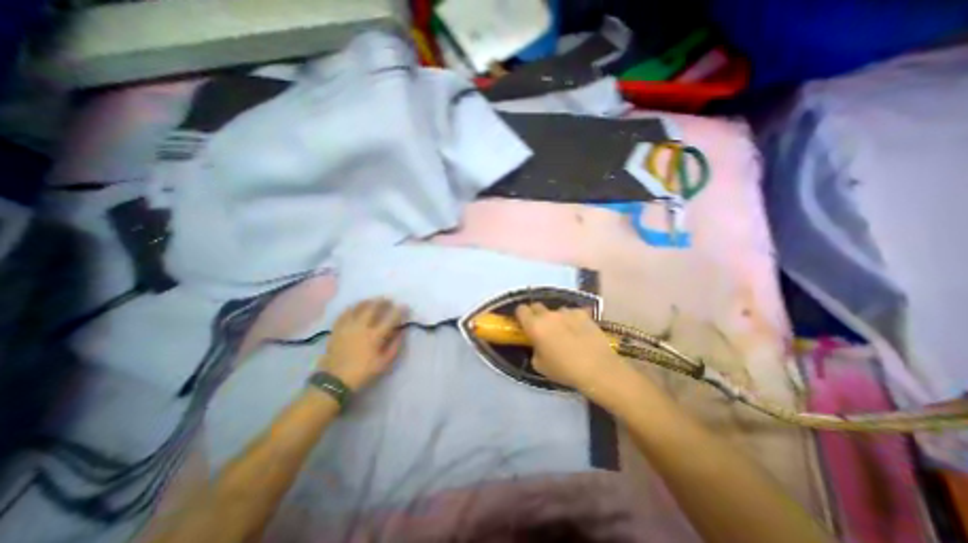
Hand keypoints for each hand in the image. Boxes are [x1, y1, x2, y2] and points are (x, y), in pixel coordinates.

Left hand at [322, 297, 404, 388]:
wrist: (334, 381)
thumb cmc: (363, 372)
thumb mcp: (384, 363)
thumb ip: (395, 346)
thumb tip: (401, 332)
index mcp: (375, 336)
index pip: (390, 318)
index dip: (399, 310)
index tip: (404, 306)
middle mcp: (361, 327)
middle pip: (373, 308)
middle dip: (382, 302)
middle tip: (388, 300)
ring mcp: (347, 327)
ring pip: (358, 308)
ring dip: (367, 302)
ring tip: (373, 300)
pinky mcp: (337, 329)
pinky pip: (344, 313)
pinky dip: (351, 308)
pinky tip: (355, 307)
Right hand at [514, 301, 627, 393]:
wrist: (597, 368)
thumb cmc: (564, 370)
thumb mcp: (539, 365)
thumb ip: (534, 349)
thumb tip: (538, 343)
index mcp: (535, 326)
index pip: (521, 309)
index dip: (521, 315)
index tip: (524, 323)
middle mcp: (548, 315)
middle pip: (536, 305)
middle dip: (536, 314)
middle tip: (542, 328)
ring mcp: (567, 312)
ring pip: (555, 310)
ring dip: (555, 318)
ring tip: (565, 331)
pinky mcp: (582, 313)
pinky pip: (572, 313)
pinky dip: (572, 319)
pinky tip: (579, 331)